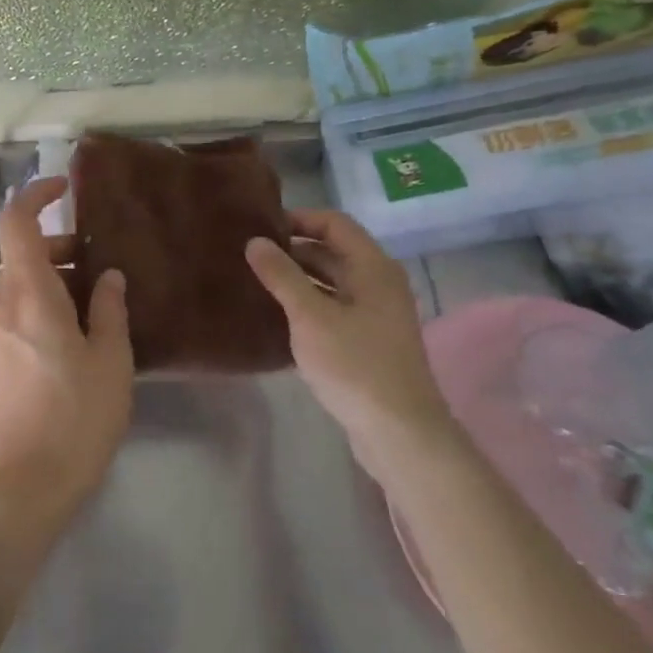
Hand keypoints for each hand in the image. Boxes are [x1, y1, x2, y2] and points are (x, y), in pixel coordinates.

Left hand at [0, 177, 132, 525]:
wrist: (22, 489)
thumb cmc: (75, 419)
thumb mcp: (110, 361)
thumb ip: (108, 309)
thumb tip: (108, 277)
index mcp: (27, 294)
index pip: (15, 222)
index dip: (36, 194)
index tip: (64, 187)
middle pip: (21, 254)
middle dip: (60, 248)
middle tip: (101, 268)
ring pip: (18, 285)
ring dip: (53, 281)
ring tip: (95, 307)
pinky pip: (13, 312)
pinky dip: (40, 305)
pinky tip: (72, 337)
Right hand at [245, 209, 454, 461]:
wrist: (401, 433)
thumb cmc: (355, 365)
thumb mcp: (310, 316)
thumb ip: (281, 275)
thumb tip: (254, 241)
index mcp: (372, 267)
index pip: (334, 223)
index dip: (299, 219)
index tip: (261, 228)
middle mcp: (379, 283)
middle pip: (333, 252)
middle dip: (293, 250)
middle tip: (251, 255)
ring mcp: (377, 314)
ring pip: (332, 282)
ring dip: (299, 279)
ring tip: (257, 282)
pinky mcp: (370, 342)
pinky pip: (334, 308)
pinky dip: (308, 305)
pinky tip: (279, 317)